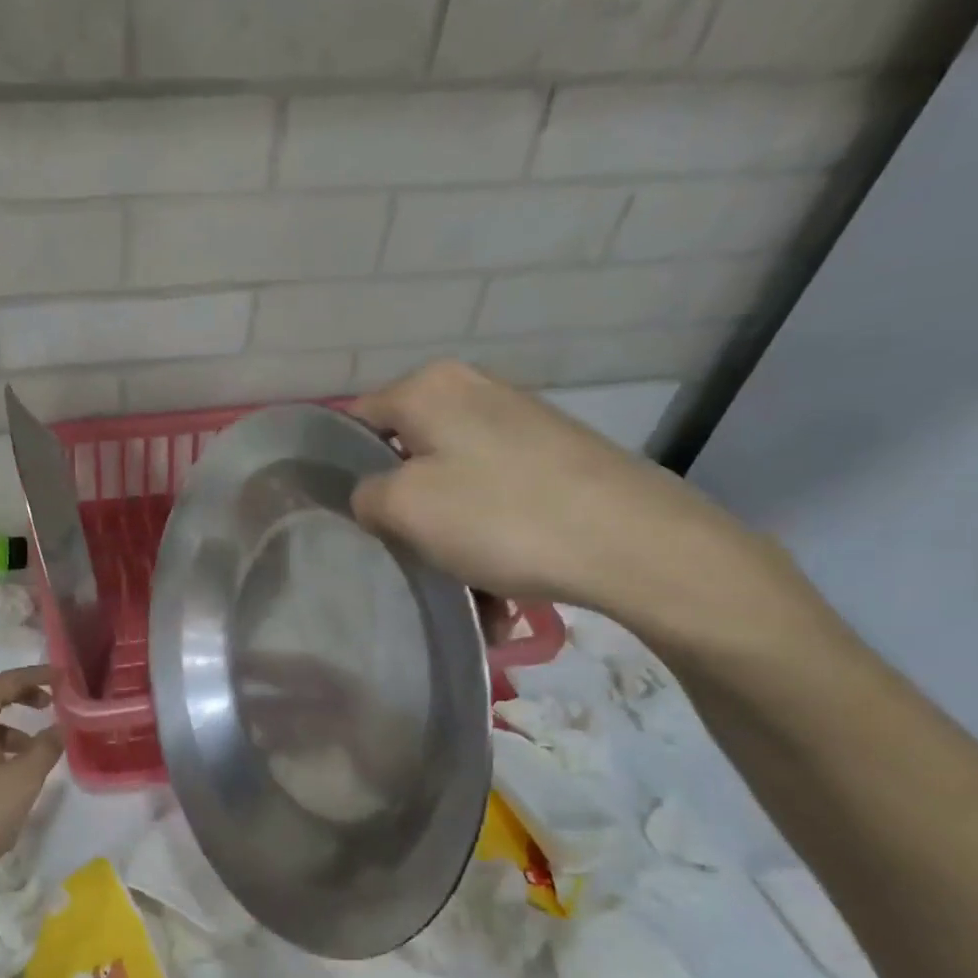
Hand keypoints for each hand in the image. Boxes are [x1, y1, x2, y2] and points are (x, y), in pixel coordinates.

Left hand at [0, 665, 65, 901]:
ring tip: (32, 743)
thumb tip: (59, 727)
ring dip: (3, 717)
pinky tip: (6, 762)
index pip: (5, 681)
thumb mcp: (24, 780)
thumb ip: (46, 747)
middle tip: (47, 702)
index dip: (35, 676)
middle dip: (17, 691)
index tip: (61, 676)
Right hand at [349, 362, 799, 646]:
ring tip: (465, 590)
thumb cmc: (500, 515)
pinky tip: (501, 588)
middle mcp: (473, 391)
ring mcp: (520, 422)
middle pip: (408, 456)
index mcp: (430, 388)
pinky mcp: (555, 456)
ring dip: (450, 539)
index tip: (346, 516)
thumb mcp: (403, 507)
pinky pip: (496, 498)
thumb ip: (364, 495)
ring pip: (454, 485)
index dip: (341, 468)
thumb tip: (372, 495)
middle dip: (404, 511)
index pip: (356, 420)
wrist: (635, 543)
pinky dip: (490, 539)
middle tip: (405, 556)